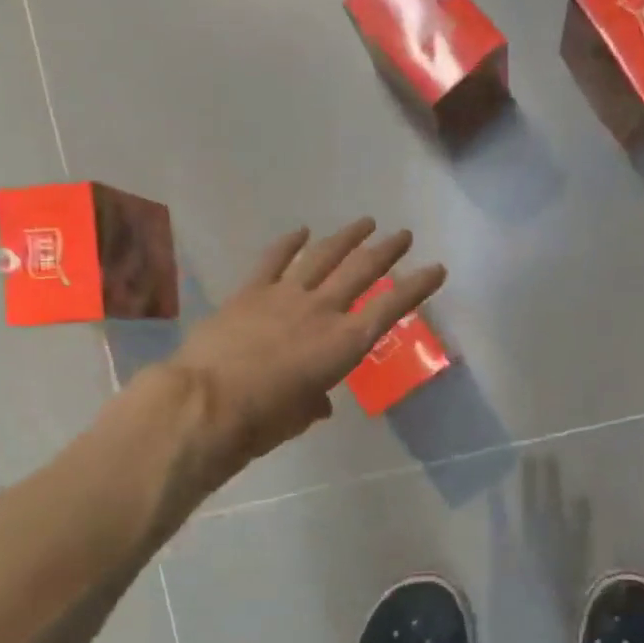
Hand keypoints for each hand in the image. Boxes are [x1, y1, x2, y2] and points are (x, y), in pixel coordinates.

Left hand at [162, 219, 446, 481]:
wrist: (206, 403)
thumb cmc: (263, 420)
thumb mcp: (301, 415)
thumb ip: (315, 401)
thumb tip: (317, 401)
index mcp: (344, 343)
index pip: (390, 307)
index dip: (417, 286)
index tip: (436, 269)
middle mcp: (322, 310)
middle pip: (361, 271)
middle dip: (386, 251)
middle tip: (403, 235)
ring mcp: (284, 295)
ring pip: (323, 256)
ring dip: (346, 237)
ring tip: (365, 223)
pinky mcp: (250, 292)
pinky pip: (273, 260)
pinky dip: (289, 244)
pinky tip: (301, 231)